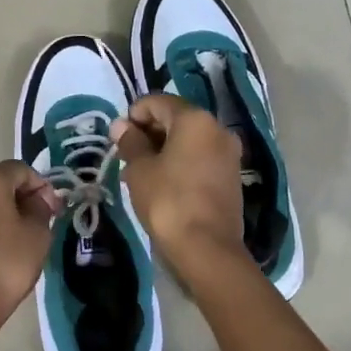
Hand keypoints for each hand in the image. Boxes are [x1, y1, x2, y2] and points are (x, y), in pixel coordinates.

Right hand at [111, 95, 246, 267]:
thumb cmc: (167, 201)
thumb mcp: (140, 169)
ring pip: (188, 141)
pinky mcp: (231, 177)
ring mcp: (229, 154)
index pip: (157, 102)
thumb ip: (130, 142)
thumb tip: (121, 125)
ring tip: (140, 173)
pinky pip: (200, 158)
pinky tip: (162, 184)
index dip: (134, 114)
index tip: (119, 137)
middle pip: (176, 119)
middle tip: (126, 156)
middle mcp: (217, 129)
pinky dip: (180, 163)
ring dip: (163, 150)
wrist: (206, 248)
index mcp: (195, 119)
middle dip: (149, 132)